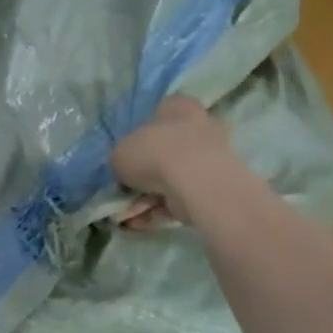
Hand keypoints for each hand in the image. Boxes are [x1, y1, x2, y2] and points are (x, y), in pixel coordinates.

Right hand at [111, 95, 233, 224]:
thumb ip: (121, 157)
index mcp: (179, 107)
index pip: (160, 113)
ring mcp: (208, 161)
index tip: (126, 153)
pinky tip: (136, 224)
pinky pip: (179, 199)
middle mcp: (198, 129)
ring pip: (171, 179)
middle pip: (165, 150)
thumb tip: (125, 169)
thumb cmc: (155, 152)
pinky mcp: (212, 190)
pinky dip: (158, 211)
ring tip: (123, 215)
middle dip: (144, 172)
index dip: (140, 133)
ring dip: (146, 197)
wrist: (196, 183)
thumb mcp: (120, 151)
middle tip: (123, 187)